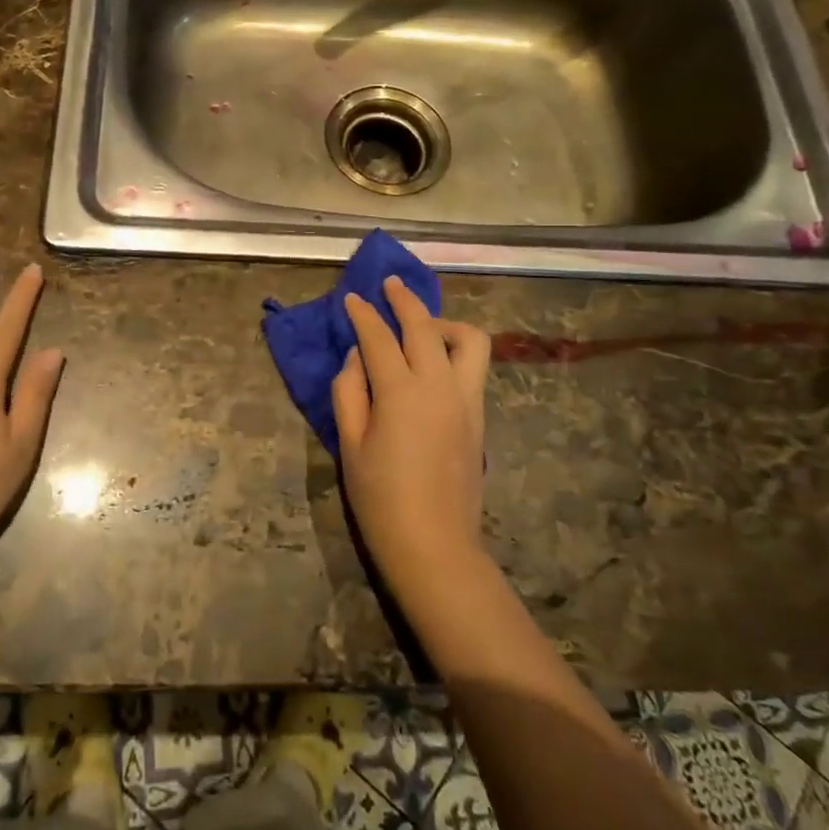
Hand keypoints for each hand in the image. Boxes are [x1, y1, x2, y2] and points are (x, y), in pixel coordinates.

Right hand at [331, 277, 491, 590]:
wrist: (434, 544)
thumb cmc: (380, 499)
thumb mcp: (349, 445)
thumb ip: (349, 392)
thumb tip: (356, 358)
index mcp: (400, 392)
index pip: (378, 337)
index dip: (362, 313)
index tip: (351, 297)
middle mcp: (438, 385)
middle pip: (424, 325)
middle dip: (404, 299)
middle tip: (388, 284)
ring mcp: (466, 399)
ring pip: (468, 339)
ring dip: (442, 322)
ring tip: (421, 326)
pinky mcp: (479, 416)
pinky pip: (474, 366)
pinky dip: (455, 349)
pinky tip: (435, 360)